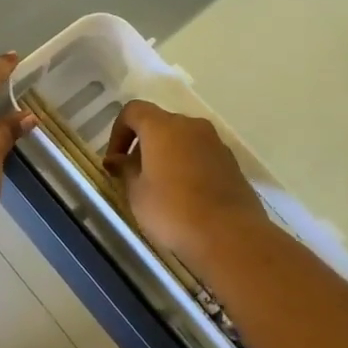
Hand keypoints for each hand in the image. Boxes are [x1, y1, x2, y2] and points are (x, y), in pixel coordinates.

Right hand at [105, 100, 270, 272]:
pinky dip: (188, 166)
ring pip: (183, 139)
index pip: (133, 111)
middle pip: (160, 124)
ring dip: (167, 155)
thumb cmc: (173, 211)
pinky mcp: (232, 164)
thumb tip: (116, 160)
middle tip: (134, 175)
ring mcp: (216, 143)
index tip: (115, 160)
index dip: (118, 132)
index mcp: (162, 127)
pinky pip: (201, 155)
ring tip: (160, 188)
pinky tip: (185, 196)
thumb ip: (125, 170)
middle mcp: (191, 126)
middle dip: (143, 145)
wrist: (230, 237)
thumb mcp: (137, 193)